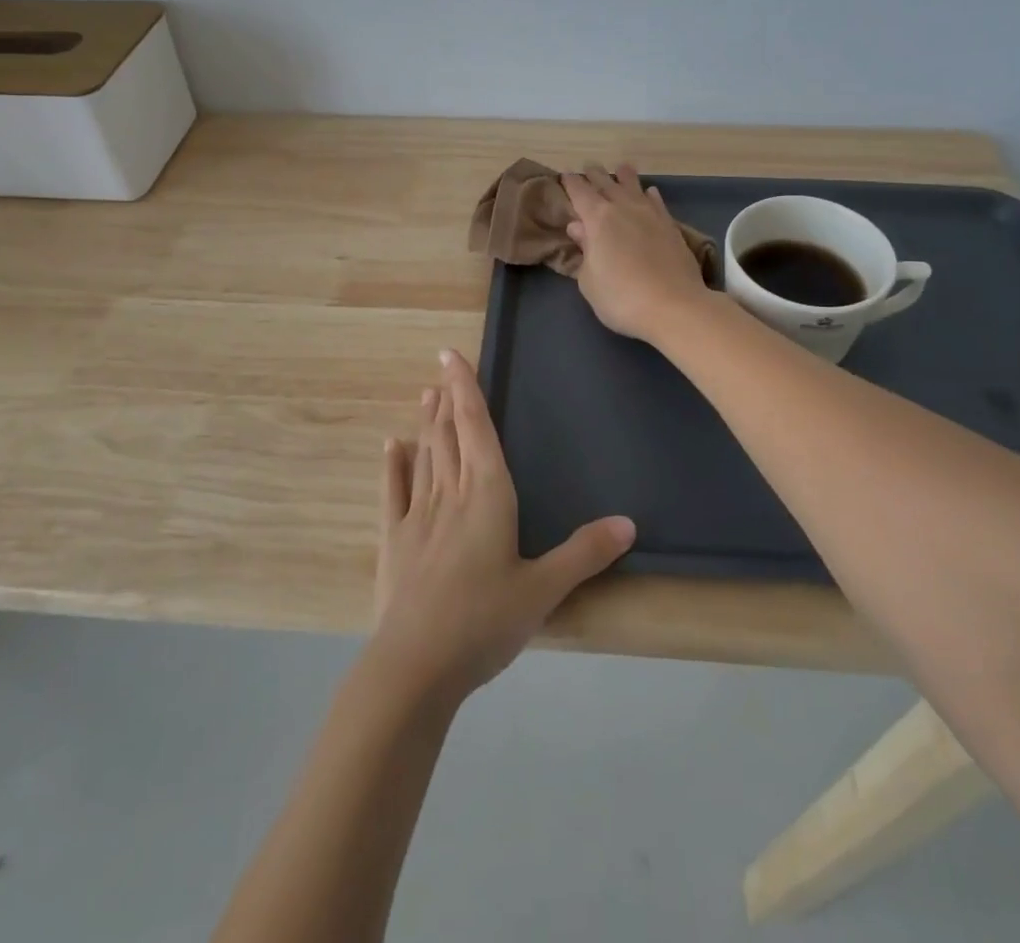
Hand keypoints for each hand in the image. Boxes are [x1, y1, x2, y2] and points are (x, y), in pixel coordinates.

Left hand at [372, 350, 635, 704]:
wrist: (416, 664)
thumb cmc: (485, 621)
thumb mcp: (544, 589)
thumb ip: (584, 553)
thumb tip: (628, 523)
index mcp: (487, 494)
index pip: (476, 427)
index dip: (466, 389)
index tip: (451, 356)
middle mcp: (451, 493)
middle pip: (449, 435)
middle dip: (446, 400)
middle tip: (440, 370)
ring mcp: (418, 515)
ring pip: (425, 456)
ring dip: (426, 424)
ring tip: (426, 395)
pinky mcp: (394, 540)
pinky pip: (394, 492)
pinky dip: (393, 466)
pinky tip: (391, 446)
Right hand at [562, 164, 712, 342]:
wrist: (674, 306)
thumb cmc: (621, 297)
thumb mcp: (589, 281)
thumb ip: (584, 251)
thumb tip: (578, 227)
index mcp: (598, 219)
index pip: (580, 193)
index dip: (571, 183)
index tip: (565, 175)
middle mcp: (624, 209)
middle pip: (607, 184)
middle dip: (595, 175)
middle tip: (588, 167)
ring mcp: (650, 215)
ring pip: (634, 188)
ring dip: (625, 177)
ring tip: (621, 168)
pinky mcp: (671, 227)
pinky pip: (657, 203)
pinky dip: (650, 195)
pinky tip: (650, 192)